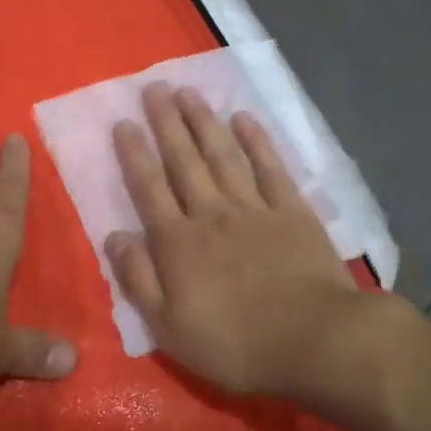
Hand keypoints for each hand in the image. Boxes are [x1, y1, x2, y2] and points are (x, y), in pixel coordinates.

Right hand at [106, 84, 363, 398]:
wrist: (316, 341)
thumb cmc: (236, 343)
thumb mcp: (168, 327)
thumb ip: (138, 278)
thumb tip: (114, 236)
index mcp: (178, 242)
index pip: (149, 188)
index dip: (134, 154)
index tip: (123, 122)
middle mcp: (211, 214)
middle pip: (184, 161)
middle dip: (166, 123)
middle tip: (154, 87)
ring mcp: (254, 208)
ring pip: (222, 155)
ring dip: (203, 122)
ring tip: (188, 92)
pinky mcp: (293, 212)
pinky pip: (270, 168)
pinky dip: (256, 142)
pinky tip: (244, 119)